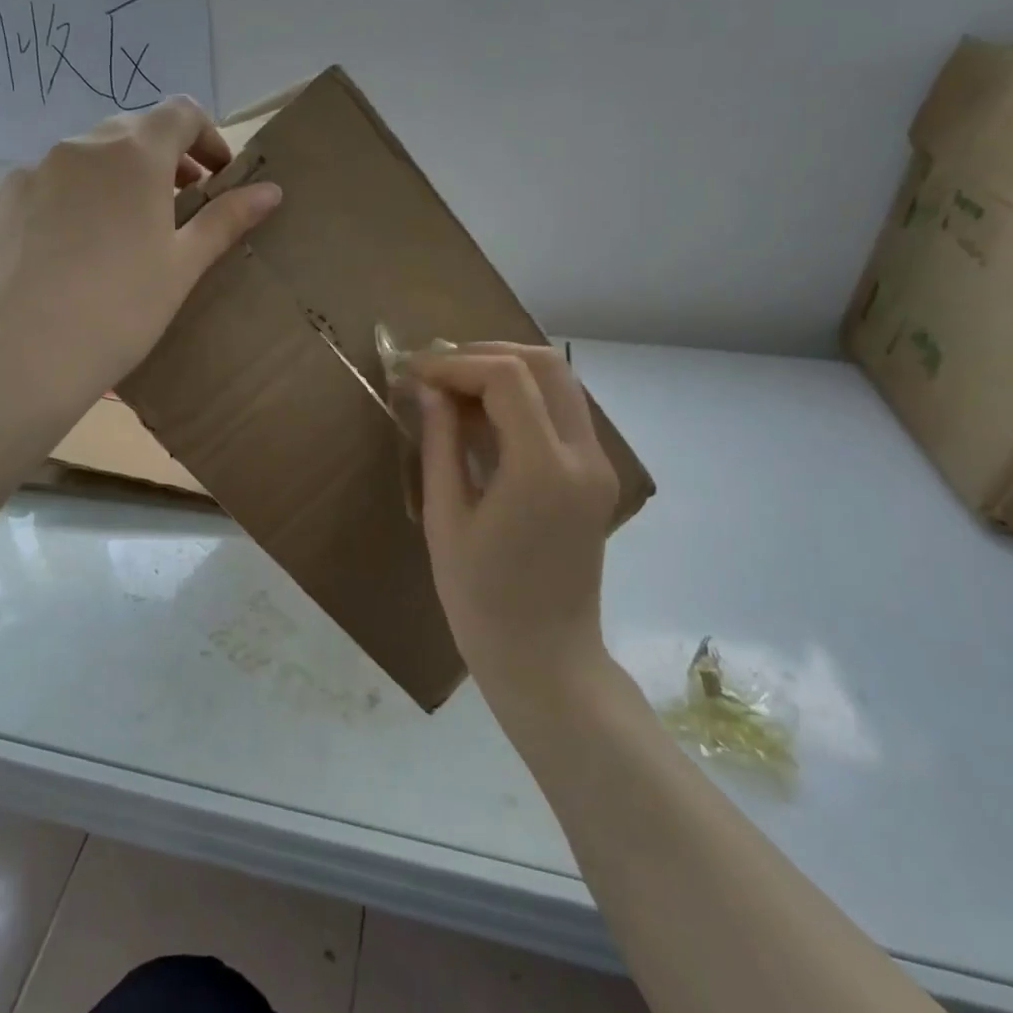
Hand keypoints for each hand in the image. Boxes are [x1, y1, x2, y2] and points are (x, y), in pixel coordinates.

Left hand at [0, 96, 280, 426]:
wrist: (16, 358)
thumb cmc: (119, 311)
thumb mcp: (182, 267)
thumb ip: (225, 219)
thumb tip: (271, 190)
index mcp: (133, 155)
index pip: (181, 112)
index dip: (208, 137)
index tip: (216, 177)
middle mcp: (78, 148)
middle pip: (131, 132)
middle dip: (163, 159)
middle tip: (177, 207)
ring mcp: (29, 173)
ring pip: (83, 160)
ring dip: (113, 180)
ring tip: (120, 236)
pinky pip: (44, 187)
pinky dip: (69, 202)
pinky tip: (67, 256)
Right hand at [412, 344, 620, 698]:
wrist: (545, 657)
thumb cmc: (481, 598)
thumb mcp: (445, 517)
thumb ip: (440, 442)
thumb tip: (428, 389)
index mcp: (542, 469)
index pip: (506, 378)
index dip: (455, 363)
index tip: (415, 373)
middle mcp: (583, 456)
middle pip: (544, 364)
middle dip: (485, 354)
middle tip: (437, 371)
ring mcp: (597, 465)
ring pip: (560, 381)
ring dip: (507, 370)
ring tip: (455, 386)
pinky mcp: (595, 476)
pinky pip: (563, 411)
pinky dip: (524, 396)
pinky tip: (484, 414)